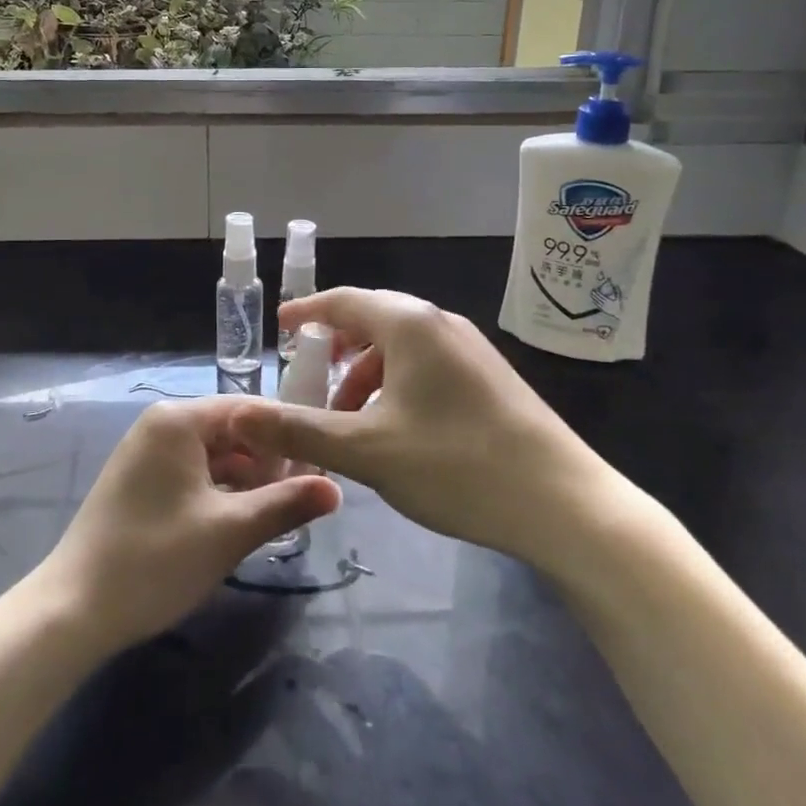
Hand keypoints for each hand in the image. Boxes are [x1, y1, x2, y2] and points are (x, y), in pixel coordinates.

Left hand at [36, 399, 340, 653]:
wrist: (74, 609)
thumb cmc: (156, 560)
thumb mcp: (230, 531)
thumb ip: (285, 504)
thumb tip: (337, 489)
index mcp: (178, 419)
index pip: (249, 409)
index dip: (288, 433)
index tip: (324, 461)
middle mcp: (161, 424)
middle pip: (231, 431)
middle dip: (268, 460)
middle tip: (307, 494)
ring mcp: (146, 452)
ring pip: (213, 455)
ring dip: (246, 479)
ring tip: (282, 510)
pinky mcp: (140, 480)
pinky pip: (192, 473)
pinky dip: (219, 491)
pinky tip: (242, 520)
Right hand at [231, 289, 619, 556]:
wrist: (565, 503)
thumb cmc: (456, 465)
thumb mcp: (367, 451)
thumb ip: (300, 429)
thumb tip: (240, 414)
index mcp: (410, 324)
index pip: (343, 301)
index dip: (306, 313)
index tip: (280, 328)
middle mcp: (440, 323)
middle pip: (373, 319)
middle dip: (336, 346)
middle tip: (308, 375)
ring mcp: (470, 349)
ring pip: (401, 345)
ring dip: (365, 372)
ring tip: (346, 415)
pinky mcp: (489, 377)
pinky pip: (426, 364)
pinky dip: (396, 383)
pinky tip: (392, 427)